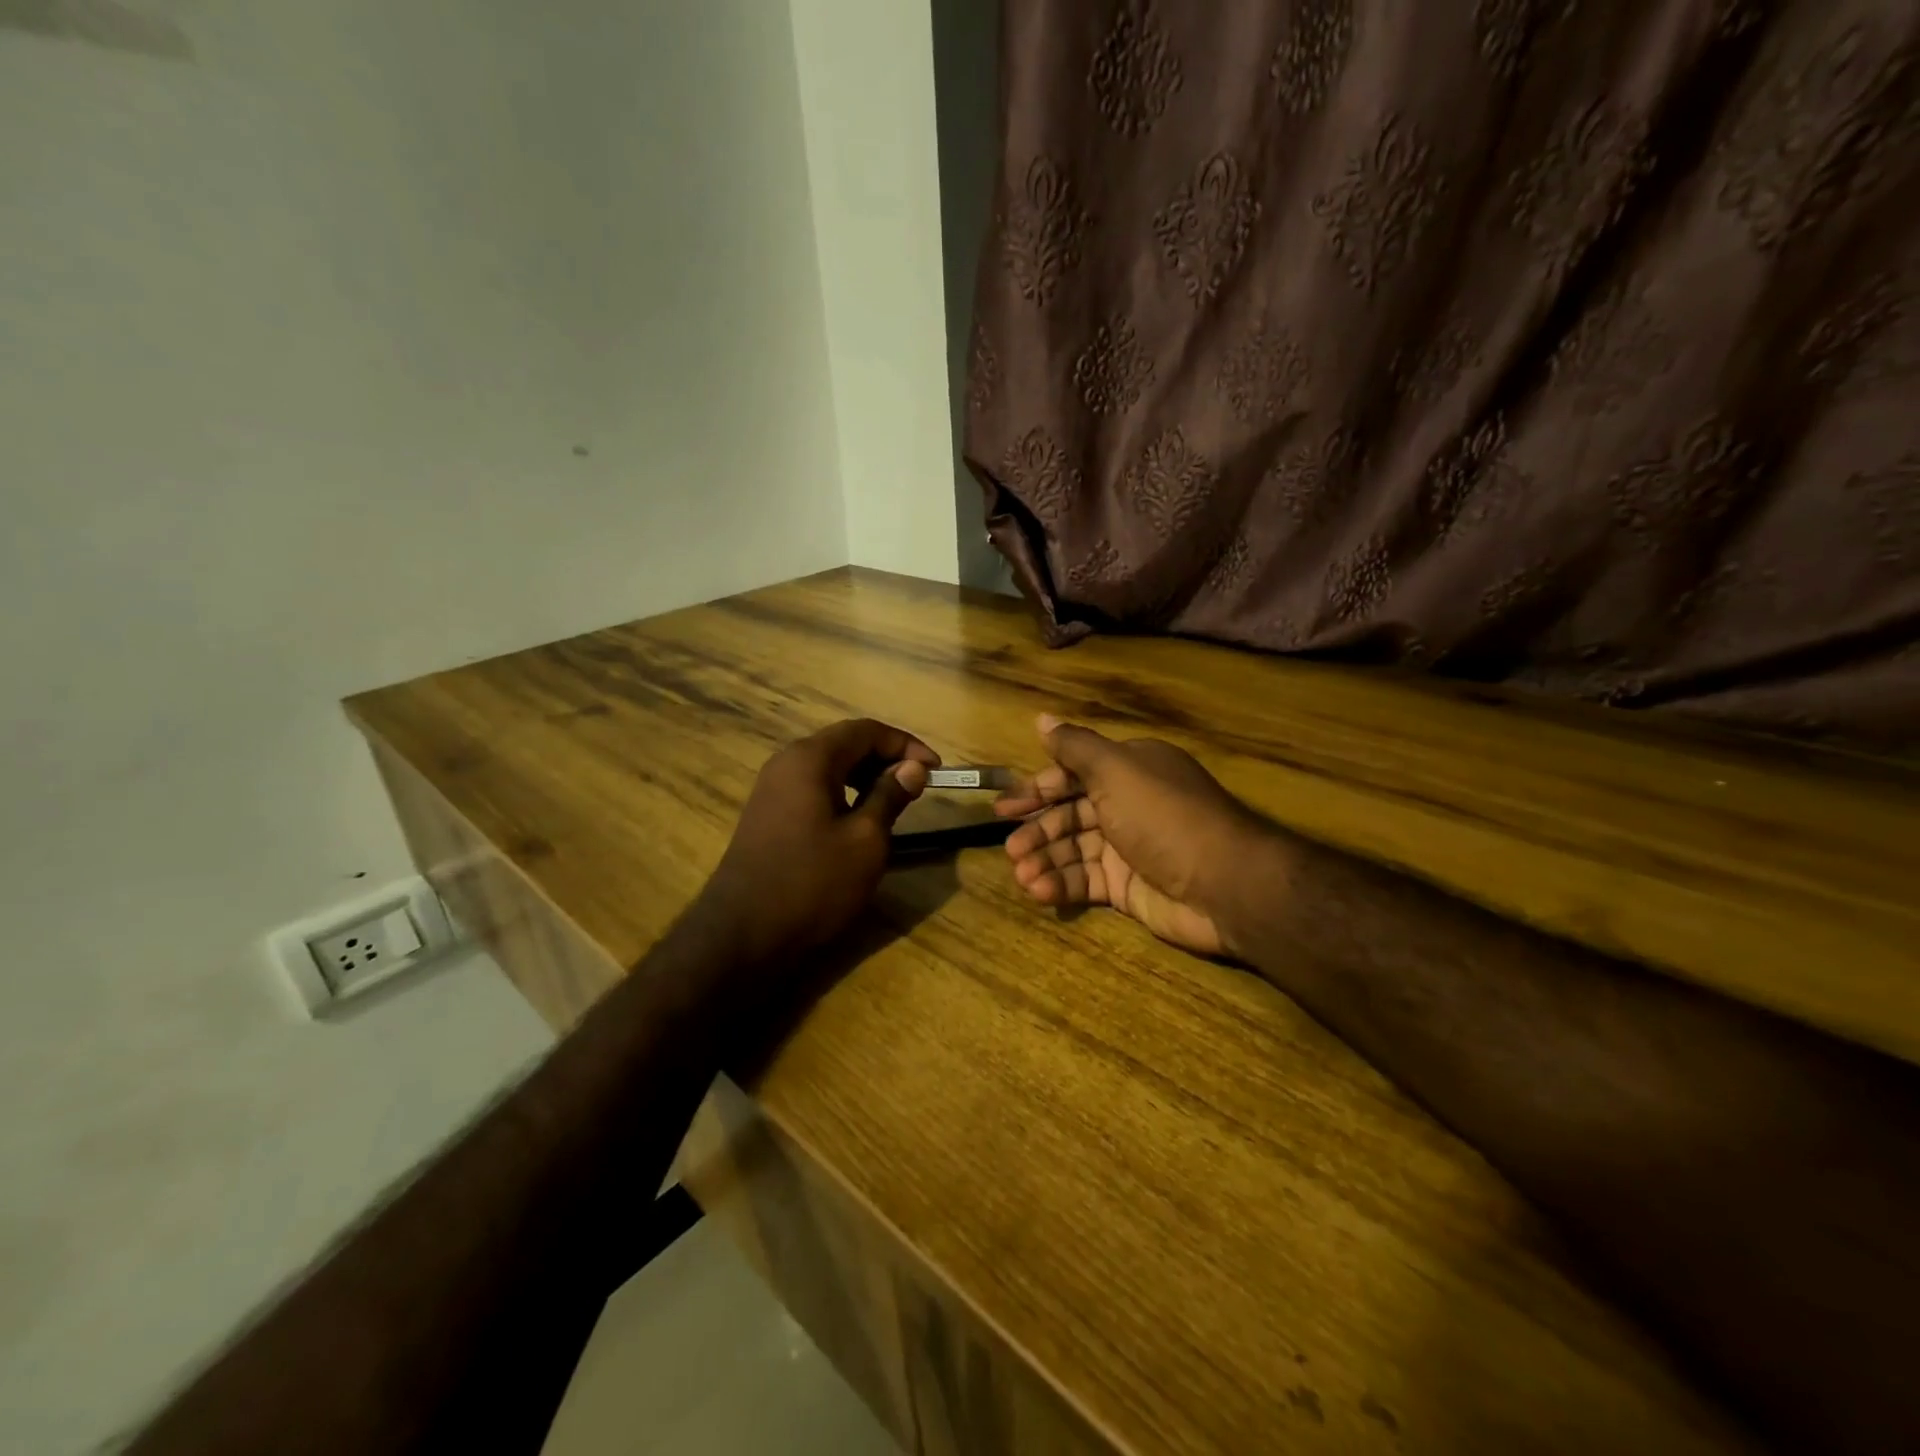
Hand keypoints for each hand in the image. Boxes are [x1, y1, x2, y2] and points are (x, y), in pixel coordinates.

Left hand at [695, 719, 937, 972]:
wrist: (743, 935)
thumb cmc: (813, 884)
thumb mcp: (866, 841)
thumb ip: (890, 796)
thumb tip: (913, 768)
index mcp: (810, 759)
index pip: (866, 730)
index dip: (906, 744)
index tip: (936, 770)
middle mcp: (786, 763)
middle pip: (845, 743)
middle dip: (886, 758)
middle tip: (918, 786)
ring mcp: (772, 789)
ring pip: (828, 766)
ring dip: (865, 776)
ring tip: (894, 802)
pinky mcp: (767, 814)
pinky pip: (813, 787)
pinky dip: (843, 793)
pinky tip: (858, 820)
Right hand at [995, 714, 1273, 956]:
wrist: (1224, 885)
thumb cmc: (1163, 816)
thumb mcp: (1115, 770)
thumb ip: (1074, 747)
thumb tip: (1040, 719)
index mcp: (1129, 771)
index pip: (1073, 775)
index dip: (1038, 789)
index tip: (1005, 807)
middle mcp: (1127, 805)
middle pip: (1070, 814)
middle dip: (1038, 830)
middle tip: (1010, 848)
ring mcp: (1128, 849)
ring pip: (1074, 850)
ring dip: (1045, 860)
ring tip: (1022, 874)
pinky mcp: (1128, 888)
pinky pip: (1086, 881)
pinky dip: (1061, 885)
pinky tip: (1039, 891)